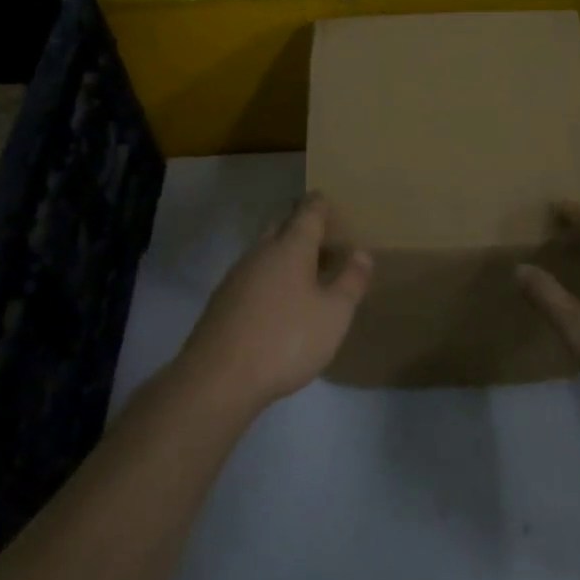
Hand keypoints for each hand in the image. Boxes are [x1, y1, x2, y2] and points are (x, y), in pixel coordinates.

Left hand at [179, 194, 372, 412]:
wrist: (218, 379)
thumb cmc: (286, 339)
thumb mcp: (334, 314)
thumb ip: (351, 281)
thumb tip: (362, 252)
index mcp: (291, 246)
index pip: (308, 212)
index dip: (320, 204)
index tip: (327, 199)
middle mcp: (262, 252)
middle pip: (283, 227)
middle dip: (302, 226)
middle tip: (324, 237)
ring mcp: (238, 276)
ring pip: (266, 252)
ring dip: (286, 254)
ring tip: (307, 270)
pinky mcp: (223, 301)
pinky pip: (254, 275)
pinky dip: (271, 277)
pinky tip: (279, 300)